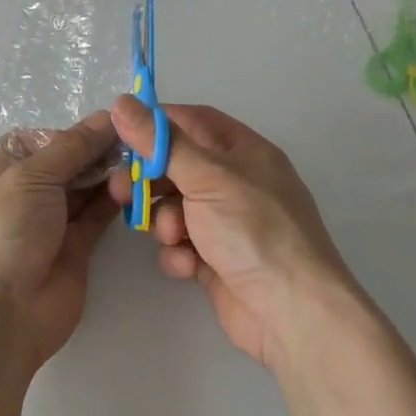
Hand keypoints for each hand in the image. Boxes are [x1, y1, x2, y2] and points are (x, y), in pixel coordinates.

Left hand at [0, 111, 120, 373]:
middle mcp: (24, 193)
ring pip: (84, 187)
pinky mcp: (74, 247)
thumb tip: (107, 115)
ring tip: (139, 161)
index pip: (39, 139)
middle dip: (96, 150)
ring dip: (108, 173)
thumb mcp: (32, 177)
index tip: (109, 122)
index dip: (71, 130)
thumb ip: (72, 146)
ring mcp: (49, 222)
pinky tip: (136, 185)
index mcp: (0, 171)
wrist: (1, 317)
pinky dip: (115, 200)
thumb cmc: (4, 232)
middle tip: (135, 139)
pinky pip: (97, 215)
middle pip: (66, 161)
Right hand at [110, 97, 358, 370]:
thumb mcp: (206, 176)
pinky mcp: (218, 260)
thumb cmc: (253, 229)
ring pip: (176, 207)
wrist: (293, 313)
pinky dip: (179, 253)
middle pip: (179, 165)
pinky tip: (186, 265)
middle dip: (150, 179)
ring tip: (172, 236)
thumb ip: (161, 142)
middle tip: (121, 191)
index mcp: (244, 151)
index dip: (158, 124)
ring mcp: (228, 223)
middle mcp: (237, 182)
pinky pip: (184, 244)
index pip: (194, 121)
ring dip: (165, 220)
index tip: (122, 134)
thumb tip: (121, 102)